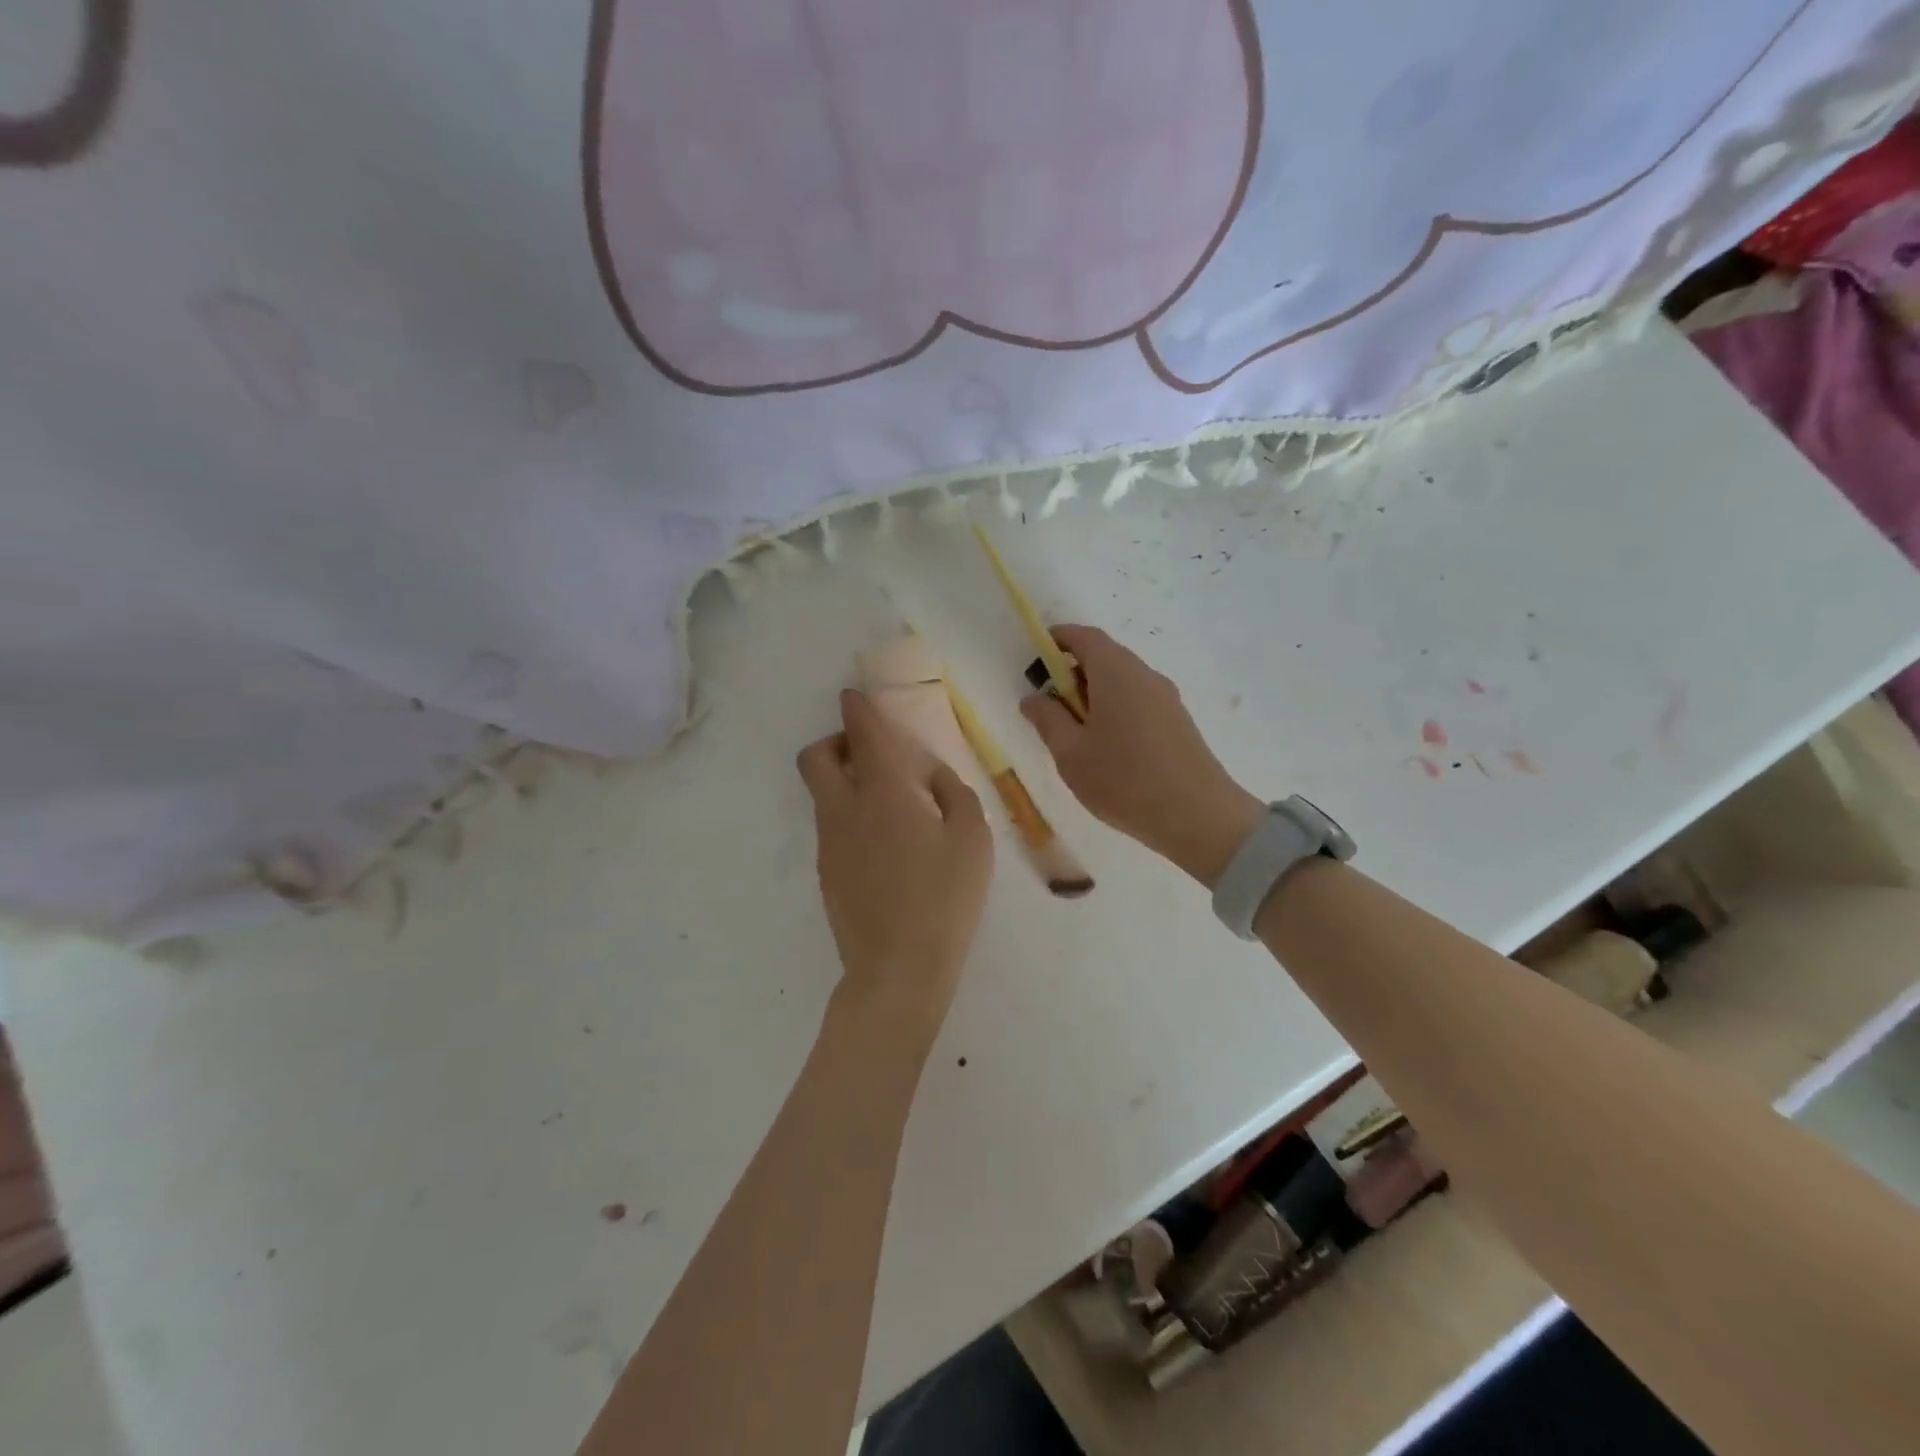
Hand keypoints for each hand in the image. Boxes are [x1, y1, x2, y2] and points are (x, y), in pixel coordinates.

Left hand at [797, 690, 993, 1053]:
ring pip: (822, 793)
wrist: (898, 970)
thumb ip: (952, 793)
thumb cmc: (945, 898)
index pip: (862, 734)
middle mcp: (845, 809)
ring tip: (891, 805)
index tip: (855, 697)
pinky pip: (832, 826)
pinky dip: (849, 815)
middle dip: (835, 741)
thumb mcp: (971, 838)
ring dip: (844, 780)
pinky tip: (886, 845)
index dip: (857, 708)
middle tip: (869, 753)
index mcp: (883, 792)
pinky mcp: (827, 873)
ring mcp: (830, 843)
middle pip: (815, 757)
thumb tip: (930, 776)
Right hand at [1021, 625, 1260, 886]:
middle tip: (1050, 709)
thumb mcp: (1071, 753)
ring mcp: (1167, 698)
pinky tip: (1108, 750)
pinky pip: (1139, 701)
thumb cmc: (1124, 780)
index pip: (1084, 637)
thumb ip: (1048, 720)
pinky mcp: (1179, 722)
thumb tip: (1033, 698)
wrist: (1199, 817)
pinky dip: (1116, 710)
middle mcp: (1145, 674)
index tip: (1036, 659)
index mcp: (1116, 672)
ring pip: (1122, 682)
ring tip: (1076, 736)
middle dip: (1073, 674)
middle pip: (1104, 657)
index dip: (1057, 640)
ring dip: (1094, 696)